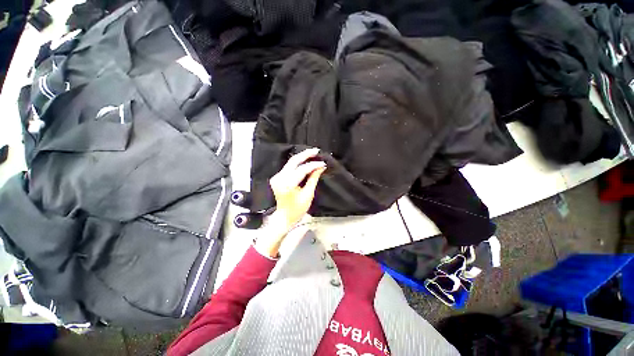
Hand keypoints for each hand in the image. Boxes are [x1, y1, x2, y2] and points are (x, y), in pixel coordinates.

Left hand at [255, 148, 325, 256]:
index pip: (302, 169)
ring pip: (290, 162)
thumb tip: (320, 167)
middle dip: (306, 154)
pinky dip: (297, 163)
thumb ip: (313, 179)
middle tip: (316, 151)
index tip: (323, 163)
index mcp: (288, 185)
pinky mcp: (277, 177)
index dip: (314, 165)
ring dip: (302, 157)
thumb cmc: (297, 210)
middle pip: (293, 161)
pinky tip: (305, 161)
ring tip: (313, 154)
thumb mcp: (308, 195)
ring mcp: (277, 177)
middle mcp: (280, 178)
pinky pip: (289, 167)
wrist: (283, 217)